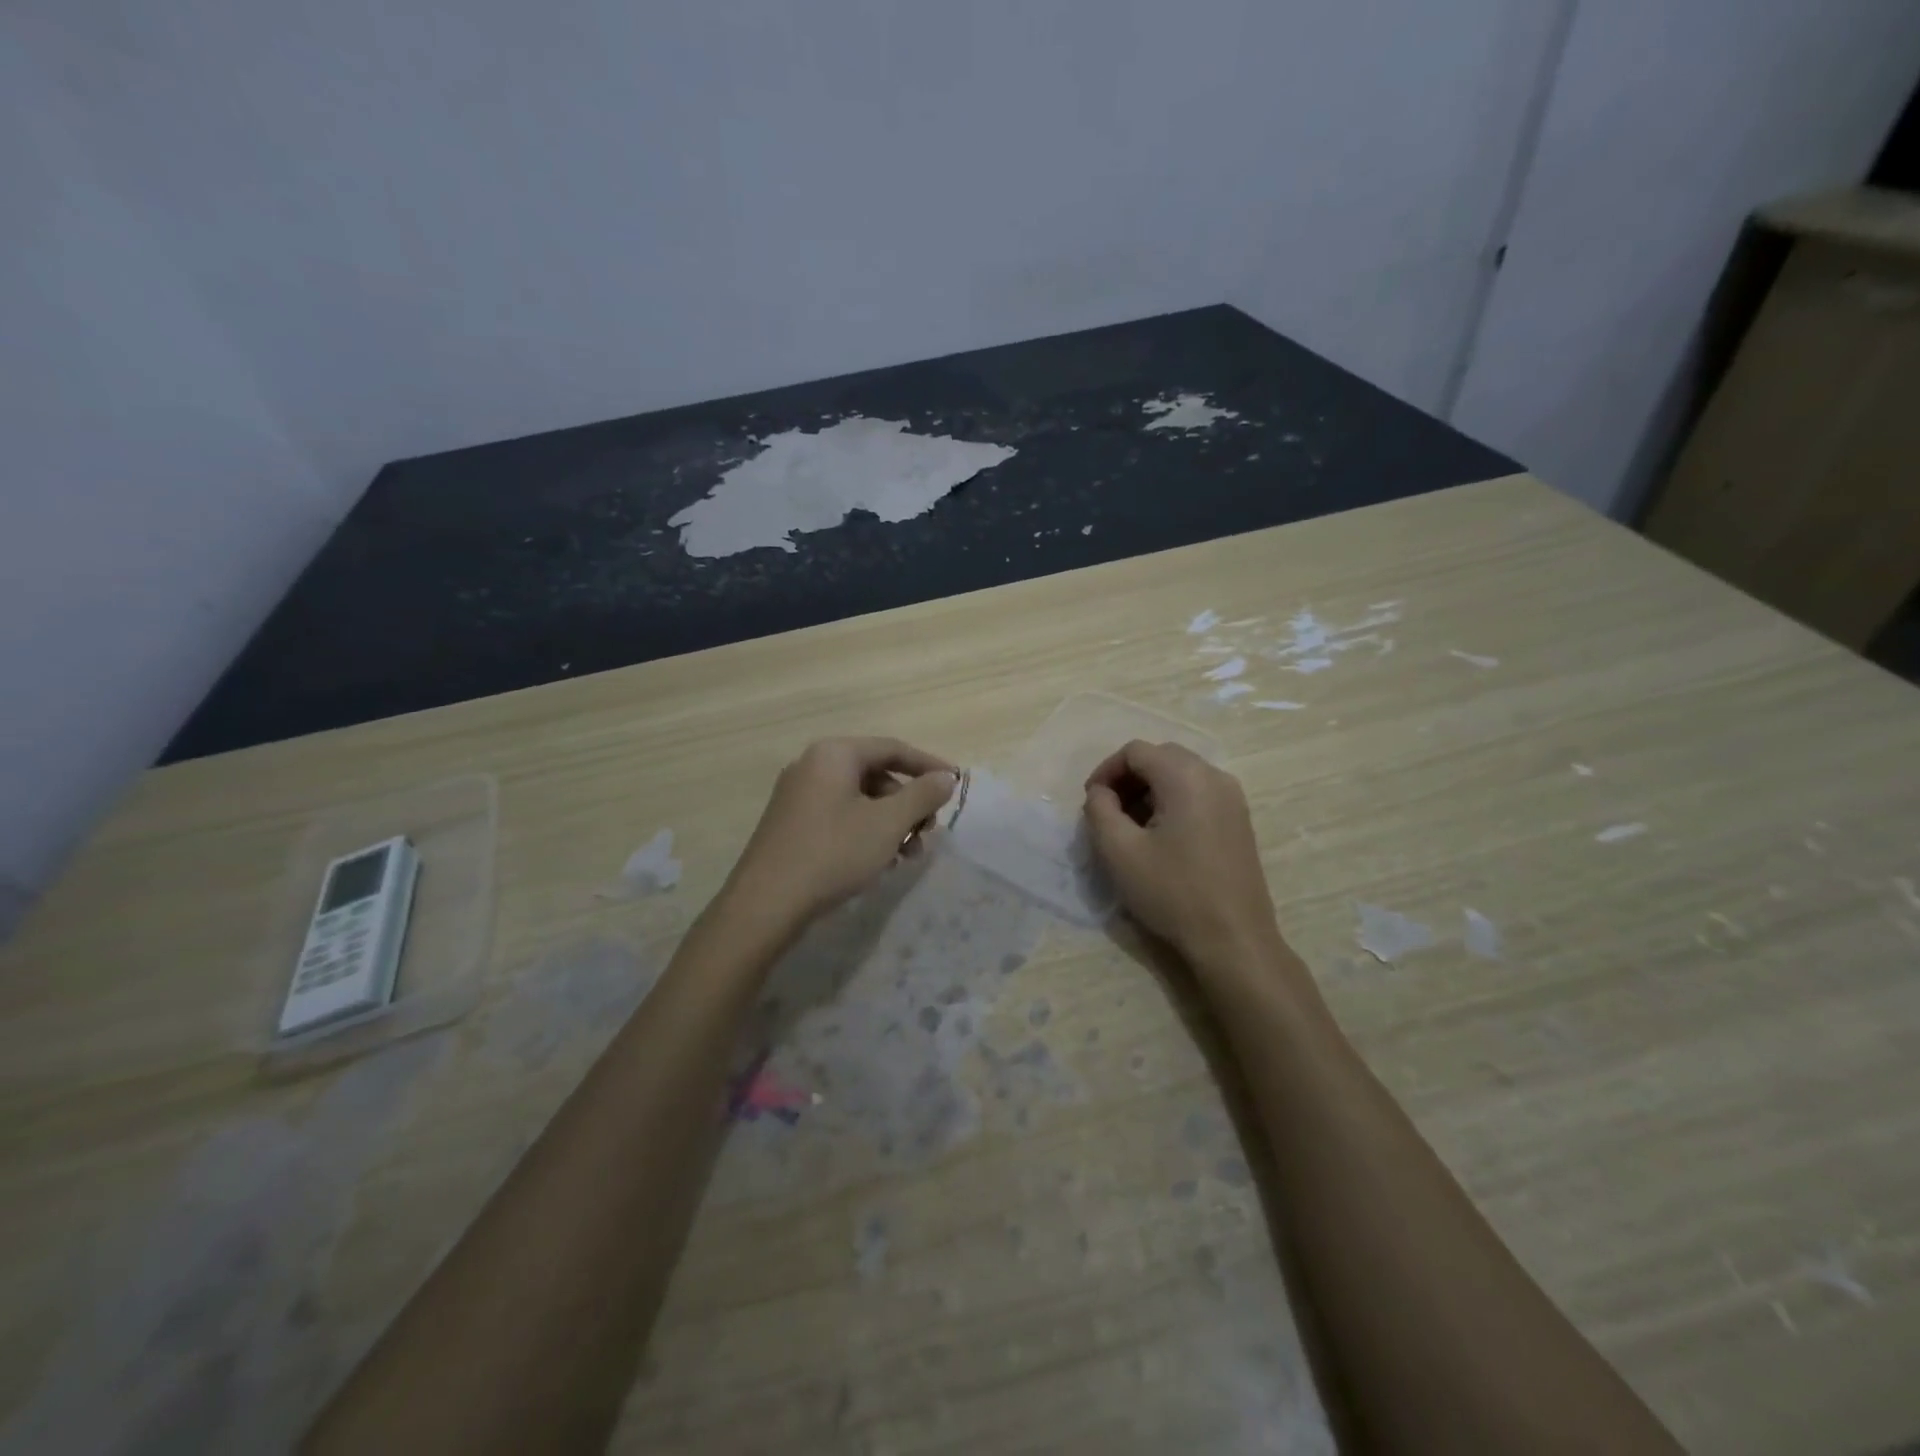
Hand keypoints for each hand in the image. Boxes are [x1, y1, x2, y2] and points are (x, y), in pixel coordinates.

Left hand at [726, 737, 956, 928]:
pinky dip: (866, 832)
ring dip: (890, 822)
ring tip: (907, 855)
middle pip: (876, 774)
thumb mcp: (888, 823)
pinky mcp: (791, 824)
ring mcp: (797, 795)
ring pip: (859, 799)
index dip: (929, 766)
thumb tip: (946, 777)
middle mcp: (812, 765)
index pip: (892, 748)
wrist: (766, 904)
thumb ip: (922, 795)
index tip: (956, 785)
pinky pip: (840, 816)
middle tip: (928, 831)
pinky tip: (878, 862)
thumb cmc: (833, 853)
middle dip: (908, 802)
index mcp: (834, 754)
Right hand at [1083, 741, 1283, 970]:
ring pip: (1181, 774)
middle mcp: (1215, 776)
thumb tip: (1101, 792)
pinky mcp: (1239, 821)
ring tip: (1131, 827)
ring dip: (1149, 790)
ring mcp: (1233, 798)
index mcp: (1186, 776)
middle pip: (1160, 757)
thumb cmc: (1172, 892)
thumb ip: (1099, 810)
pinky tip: (1160, 838)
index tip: (1091, 802)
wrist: (1234, 940)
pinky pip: (1199, 793)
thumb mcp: (1119, 851)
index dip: (1106, 771)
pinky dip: (1172, 802)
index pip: (1135, 751)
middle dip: (1128, 778)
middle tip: (1108, 812)